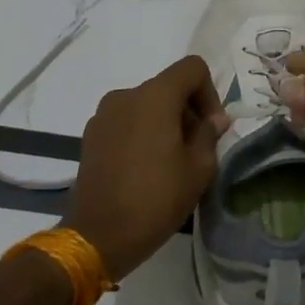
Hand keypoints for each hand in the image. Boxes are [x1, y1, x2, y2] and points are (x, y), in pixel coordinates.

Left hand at [66, 55, 228, 281]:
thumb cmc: (156, 199)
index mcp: (155, 96)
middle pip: (168, 86)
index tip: (212, 129)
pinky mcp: (90, 135)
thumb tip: (214, 120)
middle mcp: (126, 95)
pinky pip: (126, 121)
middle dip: (188, 111)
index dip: (210, 93)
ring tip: (170, 161)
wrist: (99, 236)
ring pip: (146, 104)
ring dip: (164, 122)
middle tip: (197, 149)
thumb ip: (209, 135)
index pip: (192, 68)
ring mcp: (103, 114)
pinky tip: (145, 167)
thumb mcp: (199, 169)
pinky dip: (141, 133)